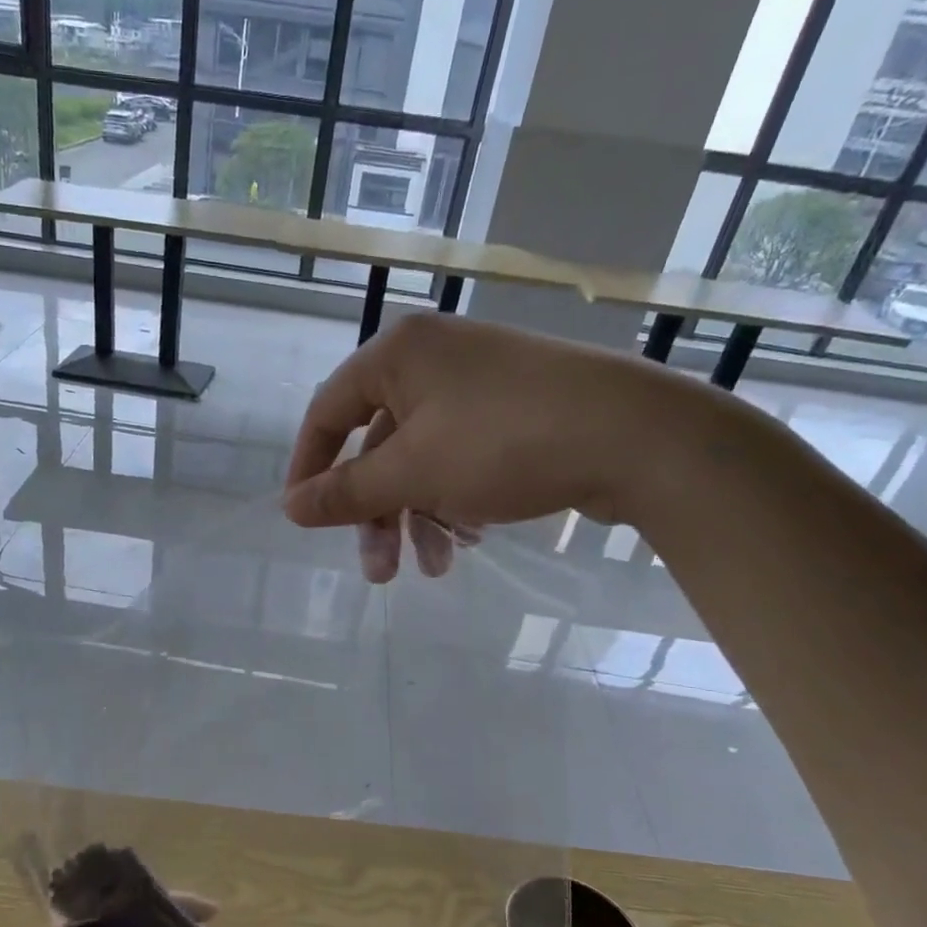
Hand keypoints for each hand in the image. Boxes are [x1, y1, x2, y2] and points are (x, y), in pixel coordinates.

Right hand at [284, 313, 680, 578]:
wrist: (637, 437)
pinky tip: (471, 538)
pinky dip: (455, 500)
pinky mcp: (515, 410)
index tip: (303, 518)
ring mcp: (478, 384)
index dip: (309, 468)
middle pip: (378, 445)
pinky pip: (461, 457)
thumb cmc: (503, 444)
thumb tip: (289, 507)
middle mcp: (433, 360)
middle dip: (377, 513)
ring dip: (418, 517)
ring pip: (422, 459)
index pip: (327, 412)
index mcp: (398, 355)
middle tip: (379, 571)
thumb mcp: (413, 473)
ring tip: (435, 568)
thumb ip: (345, 492)